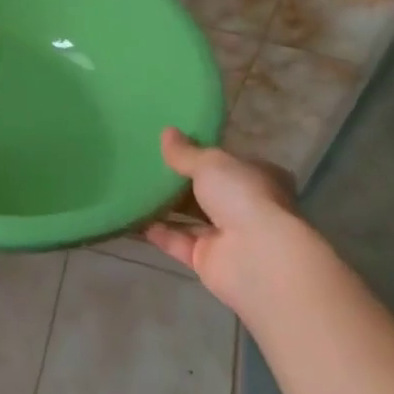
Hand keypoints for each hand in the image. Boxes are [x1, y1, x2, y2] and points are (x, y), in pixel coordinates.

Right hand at [146, 129, 315, 320]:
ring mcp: (228, 237)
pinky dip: (159, 232)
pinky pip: (179, 243)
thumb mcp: (210, 163)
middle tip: (148, 165)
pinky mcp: (209, 261)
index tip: (175, 146)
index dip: (205, 154)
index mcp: (258, 177)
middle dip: (181, 181)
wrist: (256, 257)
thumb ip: (186, 152)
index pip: (230, 163)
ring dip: (167, 206)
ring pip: (192, 218)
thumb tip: (166, 132)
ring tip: (135, 188)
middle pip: (208, 191)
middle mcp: (246, 207)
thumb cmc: (242, 195)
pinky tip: (135, 218)